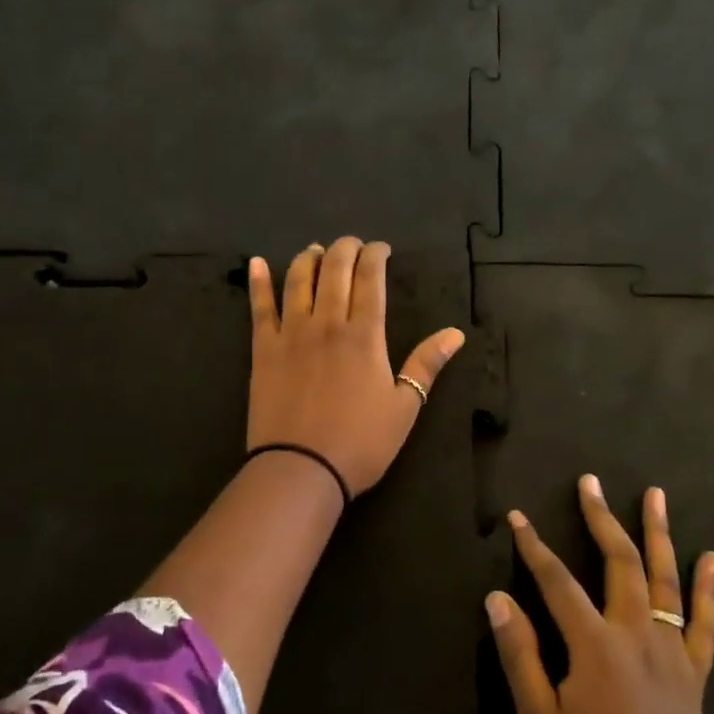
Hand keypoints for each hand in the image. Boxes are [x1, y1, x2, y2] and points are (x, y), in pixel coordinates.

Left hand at [246, 237, 464, 495]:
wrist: (301, 469)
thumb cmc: (360, 443)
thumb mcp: (405, 407)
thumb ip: (427, 364)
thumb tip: (456, 333)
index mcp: (365, 335)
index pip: (370, 279)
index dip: (376, 256)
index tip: (381, 249)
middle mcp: (327, 323)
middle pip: (335, 270)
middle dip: (345, 249)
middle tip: (353, 245)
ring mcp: (291, 333)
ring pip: (299, 280)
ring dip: (309, 258)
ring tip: (315, 250)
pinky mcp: (263, 349)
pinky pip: (260, 307)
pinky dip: (259, 282)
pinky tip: (257, 263)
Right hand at [486, 476, 713, 713]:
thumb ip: (518, 653)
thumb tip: (498, 598)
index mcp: (594, 644)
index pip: (557, 580)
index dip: (534, 546)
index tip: (518, 517)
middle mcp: (636, 634)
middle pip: (619, 562)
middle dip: (601, 519)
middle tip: (591, 483)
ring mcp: (672, 652)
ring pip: (666, 581)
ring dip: (659, 534)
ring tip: (656, 496)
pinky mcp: (695, 674)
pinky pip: (706, 624)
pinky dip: (708, 589)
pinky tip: (711, 559)